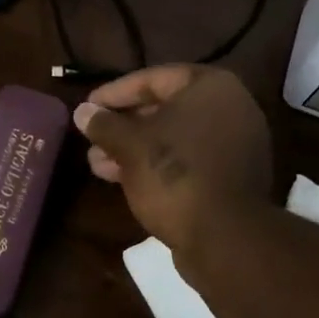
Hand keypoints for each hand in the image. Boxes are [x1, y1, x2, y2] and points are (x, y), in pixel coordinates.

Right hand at [72, 65, 272, 258]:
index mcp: (212, 87)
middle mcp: (230, 108)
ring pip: (174, 138)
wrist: (225, 238)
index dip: (115, 92)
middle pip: (165, 108)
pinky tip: (123, 179)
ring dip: (134, 148)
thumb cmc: (175, 175)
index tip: (87, 107)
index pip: (154, 78)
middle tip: (91, 138)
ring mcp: (235, 144)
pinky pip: (188, 160)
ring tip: (97, 164)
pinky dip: (158, 164)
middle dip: (123, 125)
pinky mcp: (232, 177)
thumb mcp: (130, 145)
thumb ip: (104, 124)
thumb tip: (82, 111)